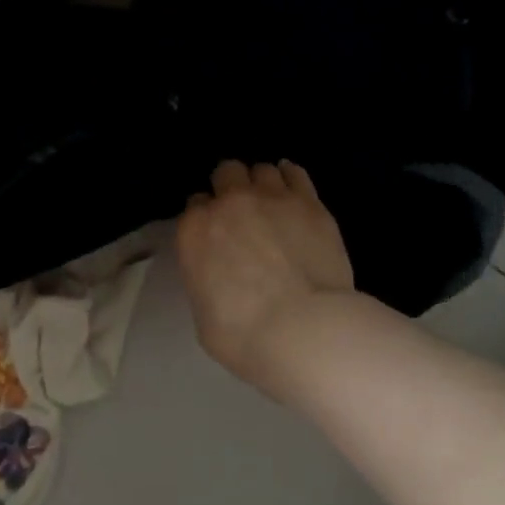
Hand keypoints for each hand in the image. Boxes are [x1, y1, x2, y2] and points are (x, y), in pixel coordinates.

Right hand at [177, 160, 354, 387]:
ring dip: (262, 183)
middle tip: (241, 212)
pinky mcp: (310, 204)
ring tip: (271, 203)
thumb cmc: (244, 335)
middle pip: (226, 173)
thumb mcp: (204, 315)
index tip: (216, 233)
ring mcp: (273, 198)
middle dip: (230, 187)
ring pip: (262, 169)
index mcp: (195, 230)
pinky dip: (291, 176)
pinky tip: (293, 188)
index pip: (194, 205)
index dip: (205, 218)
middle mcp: (230, 203)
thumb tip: (220, 276)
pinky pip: (296, 173)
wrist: (305, 329)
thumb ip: (206, 280)